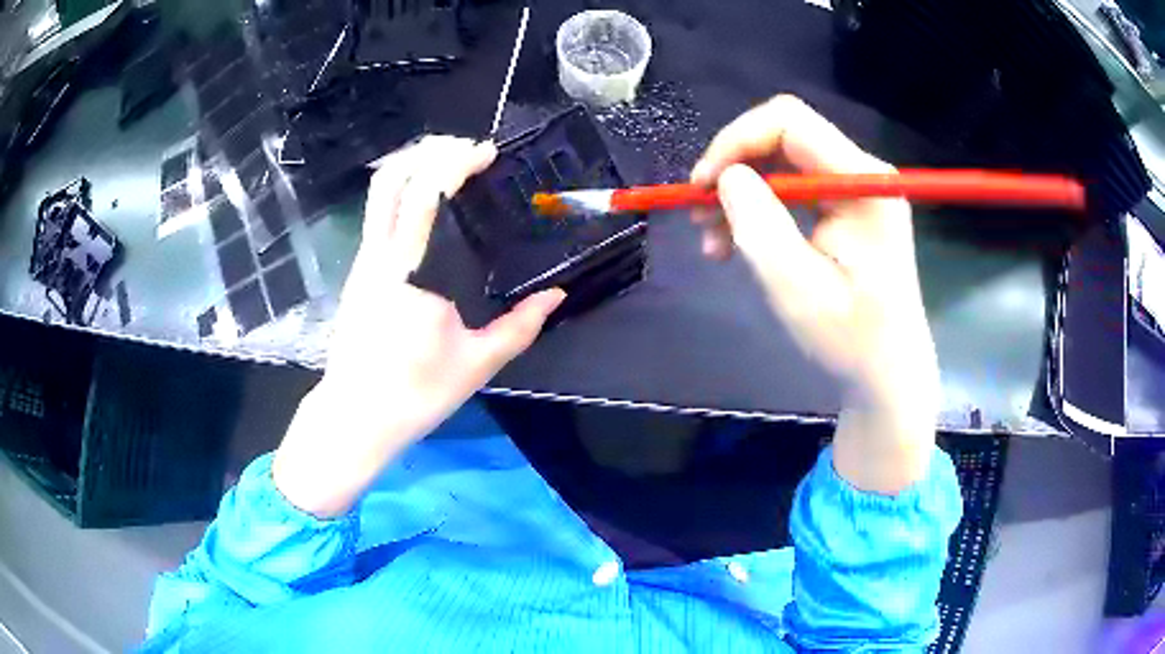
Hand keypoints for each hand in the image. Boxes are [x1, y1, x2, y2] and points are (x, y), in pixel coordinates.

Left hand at [274, 136, 565, 516]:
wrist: (355, 416)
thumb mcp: (477, 364)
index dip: (456, 162)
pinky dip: (402, 190)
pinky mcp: (357, 272)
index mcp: (412, 273)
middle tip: (467, 150)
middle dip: (429, 151)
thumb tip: (557, 296)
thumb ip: (521, 326)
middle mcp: (381, 256)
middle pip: (391, 178)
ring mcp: (363, 261)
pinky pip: (377, 213)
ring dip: (411, 165)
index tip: (486, 154)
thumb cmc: (416, 394)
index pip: (427, 194)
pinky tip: (425, 202)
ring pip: (377, 192)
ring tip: (448, 164)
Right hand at [691, 96, 937, 493]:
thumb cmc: (850, 340)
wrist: (886, 375)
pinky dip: (757, 211)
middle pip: (781, 137)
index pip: (789, 122)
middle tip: (698, 214)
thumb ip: (759, 224)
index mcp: (862, 183)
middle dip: (733, 169)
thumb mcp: (797, 287)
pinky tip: (735, 243)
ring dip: (739, 194)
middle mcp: (860, 173)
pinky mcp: (845, 209)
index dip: (736, 141)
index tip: (702, 186)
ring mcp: (854, 189)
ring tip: (712, 240)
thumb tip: (726, 175)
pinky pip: (790, 190)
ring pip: (779, 163)